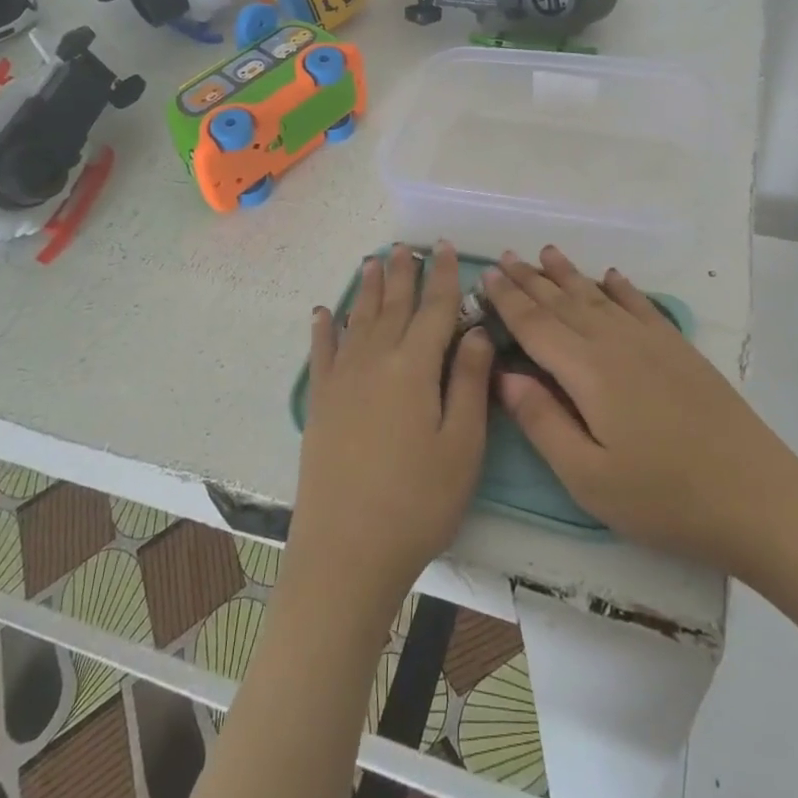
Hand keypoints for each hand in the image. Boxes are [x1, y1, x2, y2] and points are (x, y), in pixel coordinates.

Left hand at [286, 242, 494, 614]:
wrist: (346, 551)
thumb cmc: (418, 501)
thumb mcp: (462, 445)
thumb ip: (469, 382)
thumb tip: (476, 331)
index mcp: (415, 367)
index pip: (435, 309)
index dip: (444, 277)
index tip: (445, 248)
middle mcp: (375, 360)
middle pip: (393, 305)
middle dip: (404, 273)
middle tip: (407, 246)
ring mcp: (343, 379)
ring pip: (359, 319)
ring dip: (368, 289)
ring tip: (373, 261)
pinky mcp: (321, 402)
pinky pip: (322, 352)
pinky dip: (324, 328)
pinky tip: (323, 312)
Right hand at [487, 246, 797, 570]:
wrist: (758, 499)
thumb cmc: (664, 498)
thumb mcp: (589, 477)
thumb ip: (542, 421)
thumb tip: (503, 374)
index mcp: (588, 371)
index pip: (536, 325)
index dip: (508, 299)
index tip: (484, 275)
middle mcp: (616, 342)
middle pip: (563, 302)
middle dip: (530, 279)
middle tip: (504, 257)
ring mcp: (652, 342)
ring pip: (598, 296)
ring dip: (569, 274)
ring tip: (545, 253)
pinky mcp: (679, 350)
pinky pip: (641, 305)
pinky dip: (621, 287)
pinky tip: (611, 276)